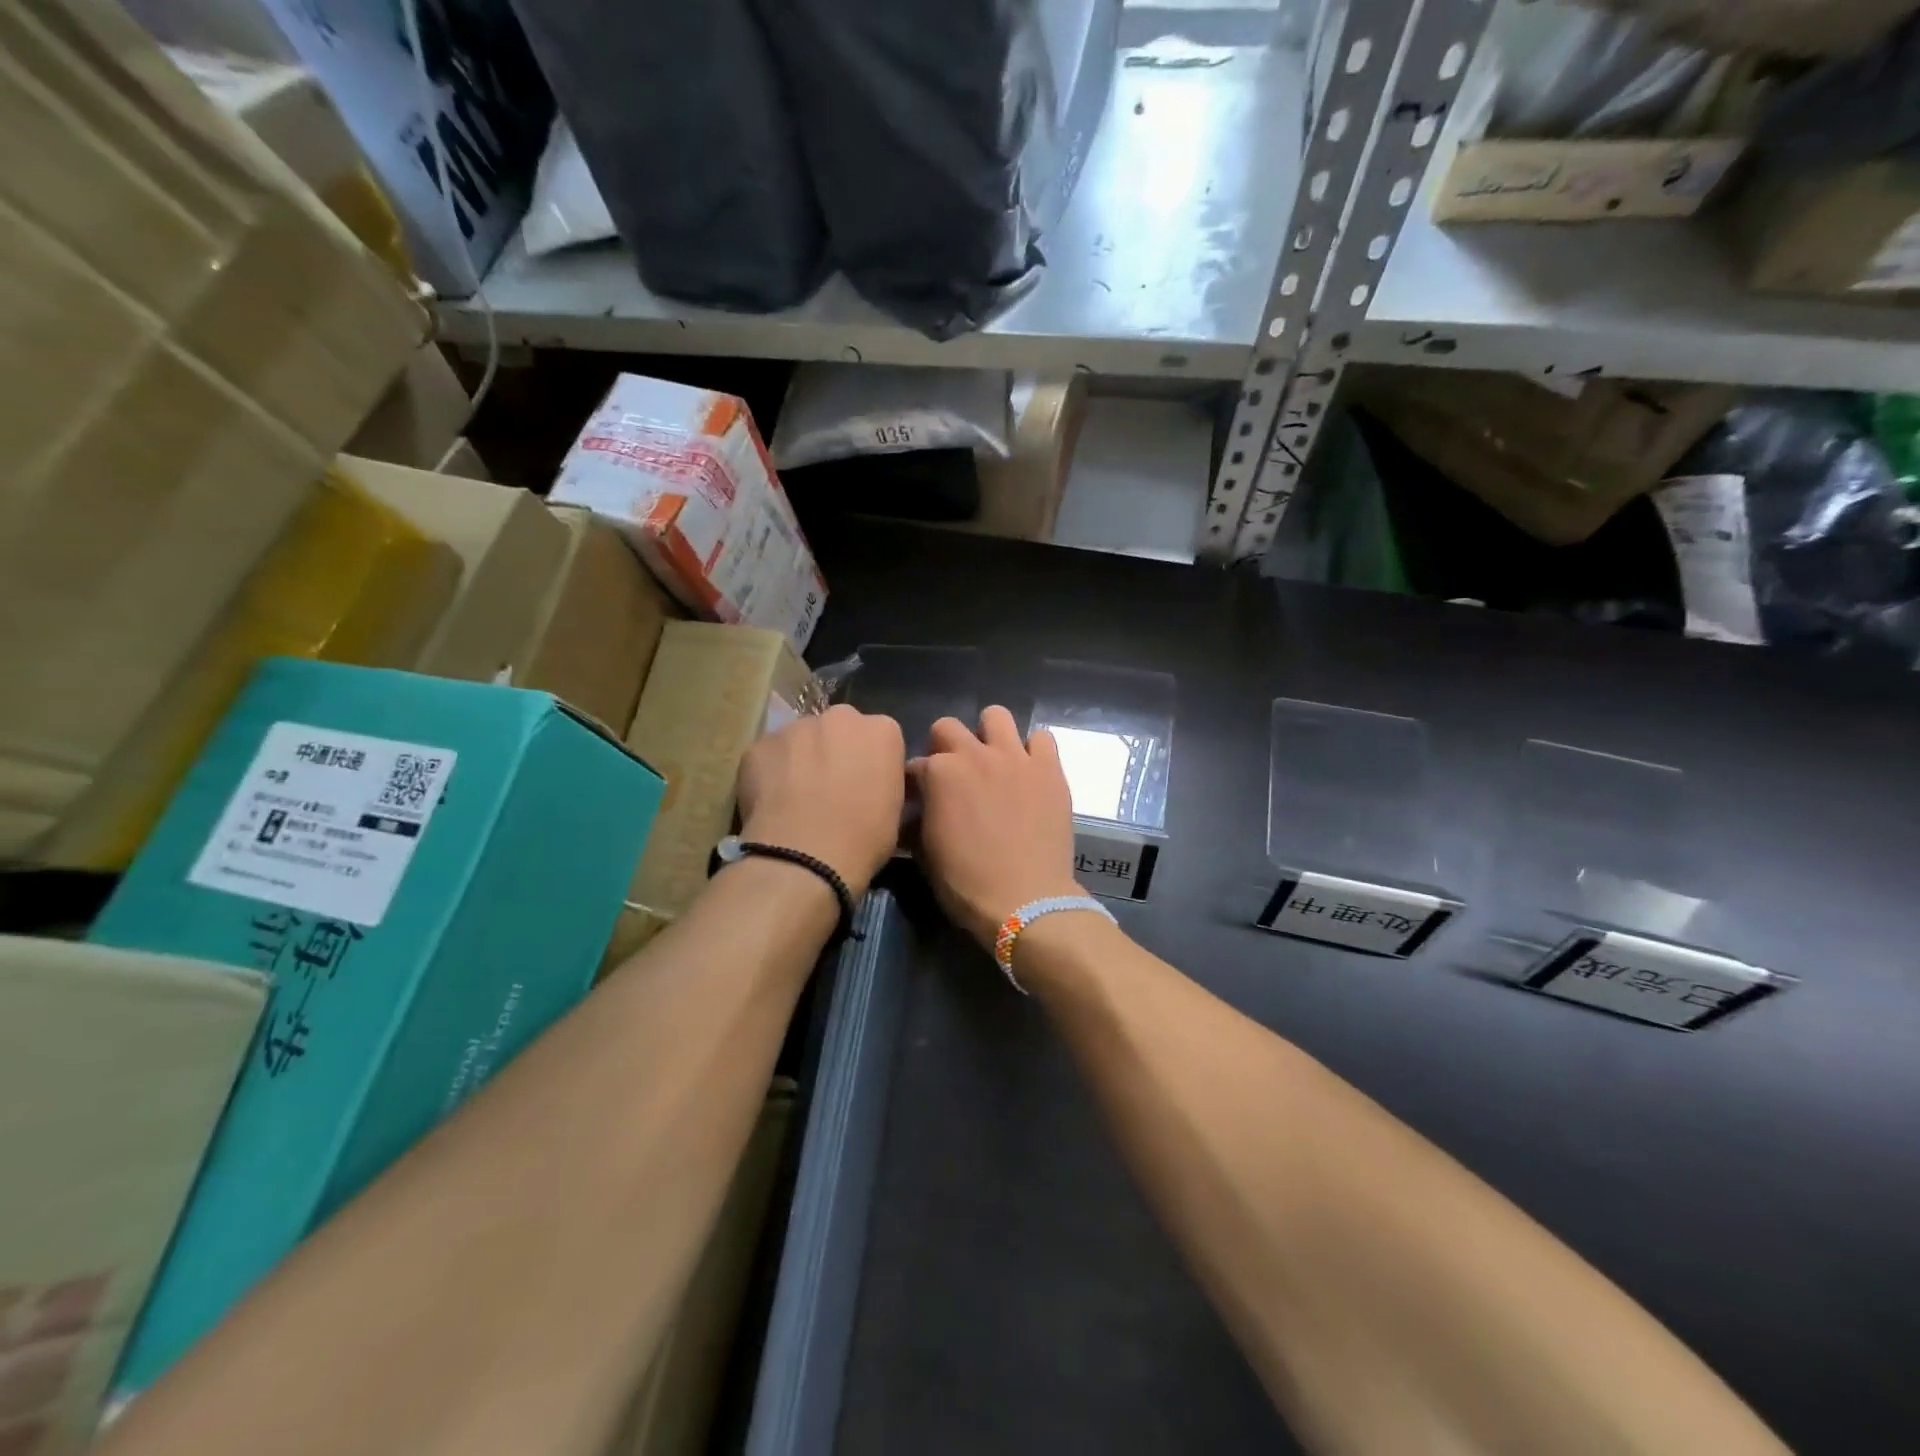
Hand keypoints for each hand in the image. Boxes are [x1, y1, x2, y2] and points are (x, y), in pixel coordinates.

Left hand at [737, 704, 904, 897]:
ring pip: (800, 739)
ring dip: (801, 760)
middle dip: (835, 750)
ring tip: (796, 799)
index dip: (870, 762)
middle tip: (830, 789)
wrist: (804, 856)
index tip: (865, 786)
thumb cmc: (863, 838)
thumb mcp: (895, 811)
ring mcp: (796, 727)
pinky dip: (770, 773)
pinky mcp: (759, 744)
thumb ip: (884, 783)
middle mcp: (841, 717)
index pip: (880, 737)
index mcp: (882, 731)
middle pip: (839, 729)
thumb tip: (870, 785)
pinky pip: (769, 755)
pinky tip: (771, 803)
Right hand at [909, 706, 1081, 949]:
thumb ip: (919, 817)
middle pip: (948, 727)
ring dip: (989, 735)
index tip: (920, 799)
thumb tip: (918, 809)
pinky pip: (1042, 738)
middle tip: (955, 775)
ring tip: (993, 761)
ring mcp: (1015, 758)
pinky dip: (1033, 750)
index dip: (916, 783)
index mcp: (939, 773)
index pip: (916, 764)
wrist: (1025, 899)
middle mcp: (975, 754)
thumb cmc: (966, 884)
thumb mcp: (925, 852)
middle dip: (944, 746)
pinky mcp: (1049, 769)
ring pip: (997, 716)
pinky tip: (1030, 771)